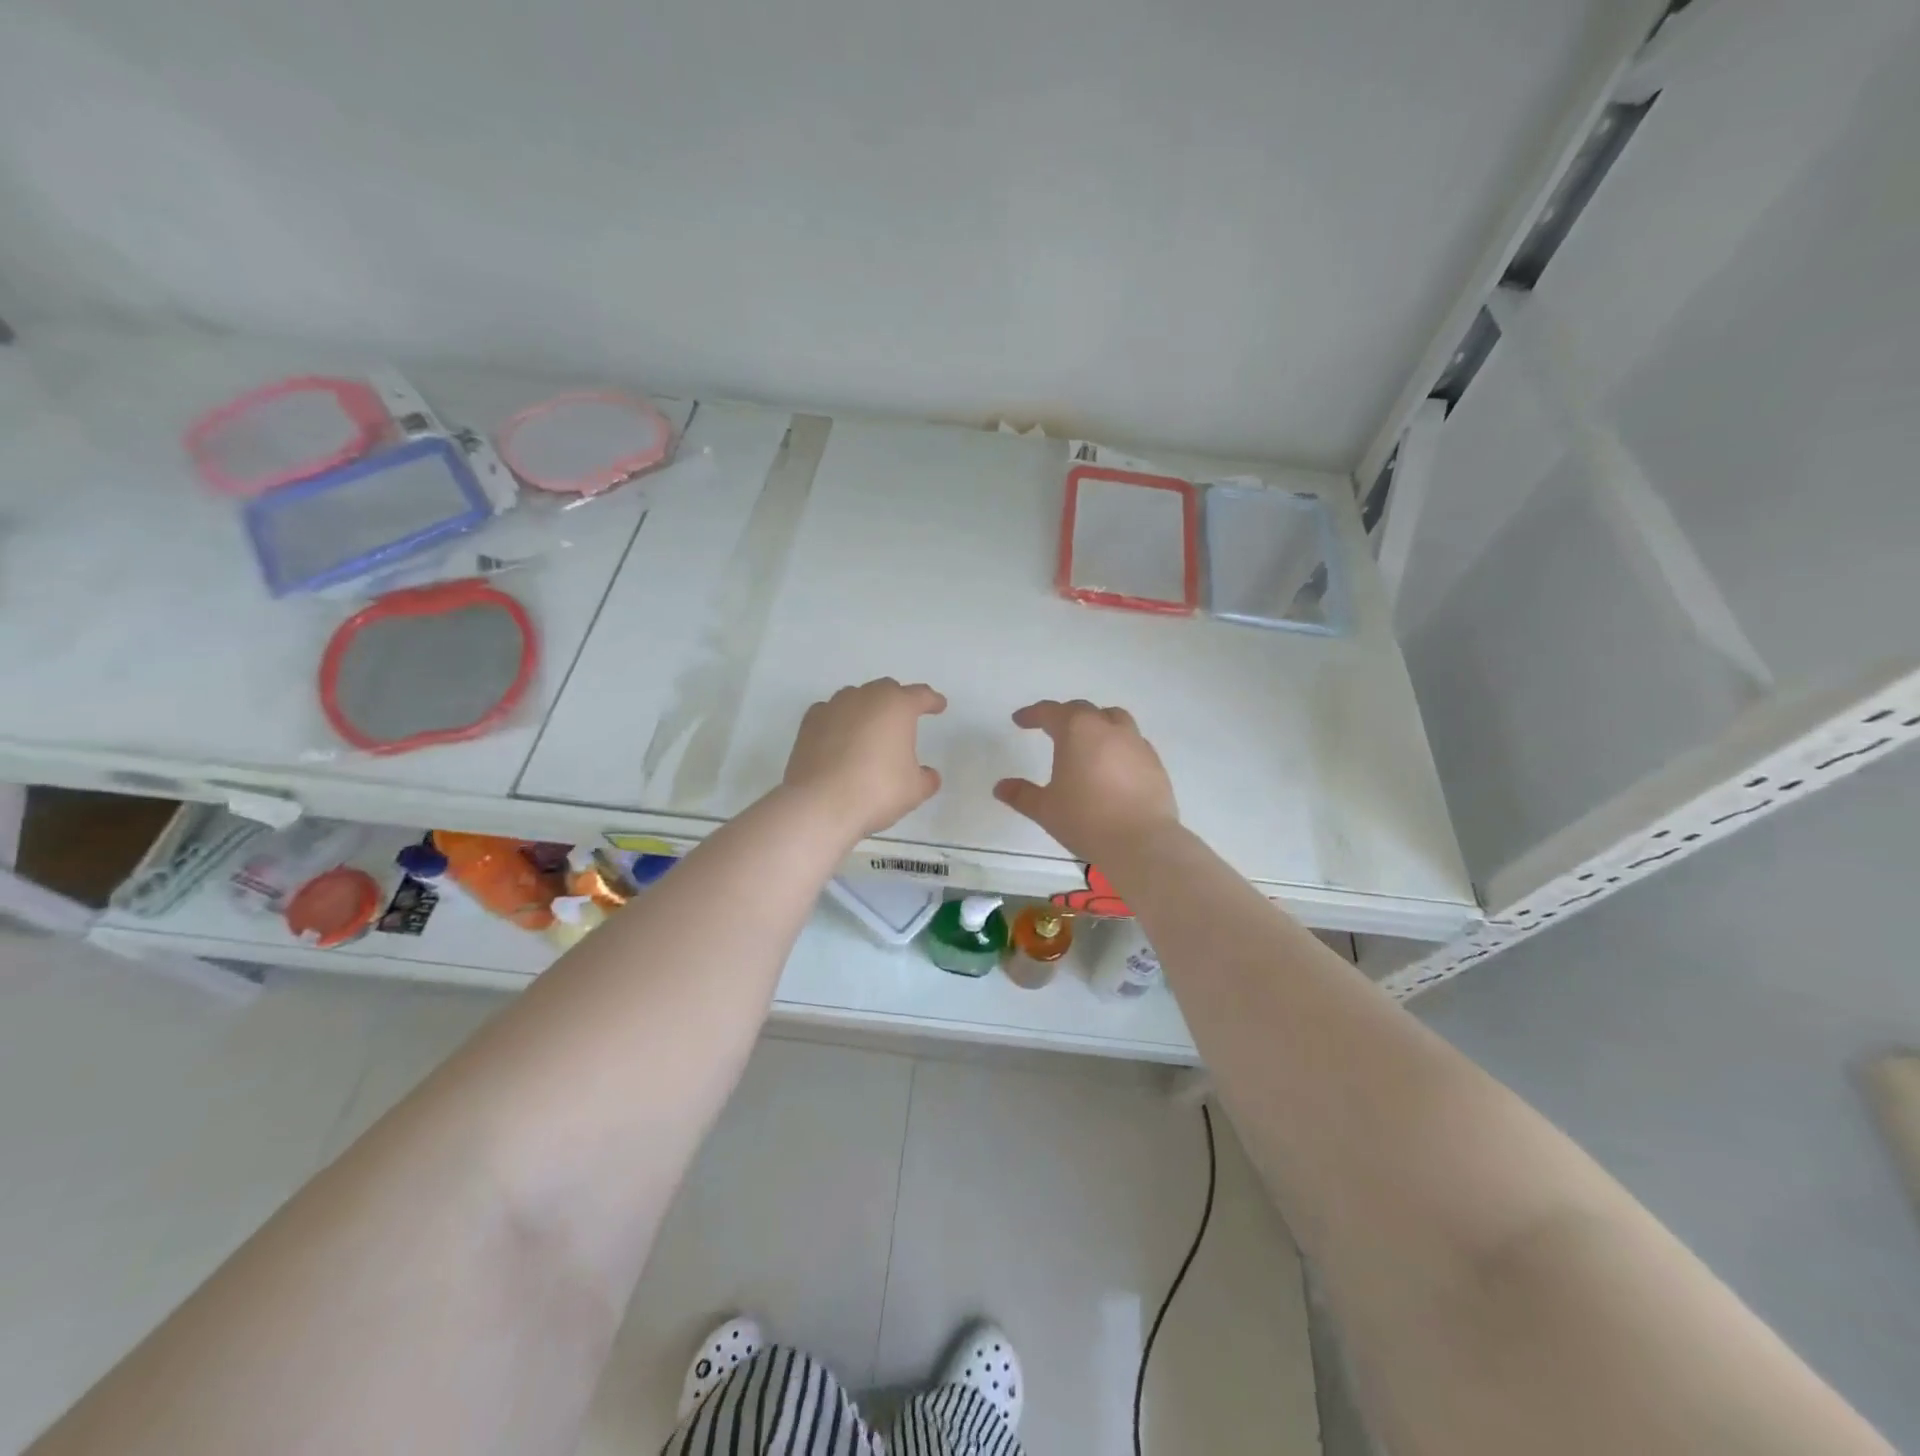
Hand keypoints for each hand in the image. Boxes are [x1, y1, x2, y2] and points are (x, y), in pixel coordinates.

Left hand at [783, 679, 946, 838]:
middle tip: (903, 720)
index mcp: (897, 706)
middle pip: (886, 690)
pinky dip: (839, 721)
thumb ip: (926, 778)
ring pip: (855, 698)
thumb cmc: (877, 791)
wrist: (821, 804)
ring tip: (869, 731)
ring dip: (866, 709)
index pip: (921, 695)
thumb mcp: (914, 790)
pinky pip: (830, 713)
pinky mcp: (809, 723)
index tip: (939, 706)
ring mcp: (833, 707)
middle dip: (897, 701)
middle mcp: (865, 698)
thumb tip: (928, 775)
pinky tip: (840, 738)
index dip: (932, 701)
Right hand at [994, 699, 1176, 862]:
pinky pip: (1132, 742)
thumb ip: (1021, 794)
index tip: (1020, 720)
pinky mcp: (1154, 762)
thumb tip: (1000, 787)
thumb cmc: (1086, 819)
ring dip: (1096, 723)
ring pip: (1114, 718)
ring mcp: (1136, 743)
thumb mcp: (1045, 809)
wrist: (1141, 842)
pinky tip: (1112, 765)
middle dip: (1064, 715)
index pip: (1050, 712)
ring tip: (1087, 740)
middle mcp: (1108, 728)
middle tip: (1050, 728)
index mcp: (1077, 731)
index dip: (1032, 714)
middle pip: (1082, 710)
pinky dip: (1117, 745)